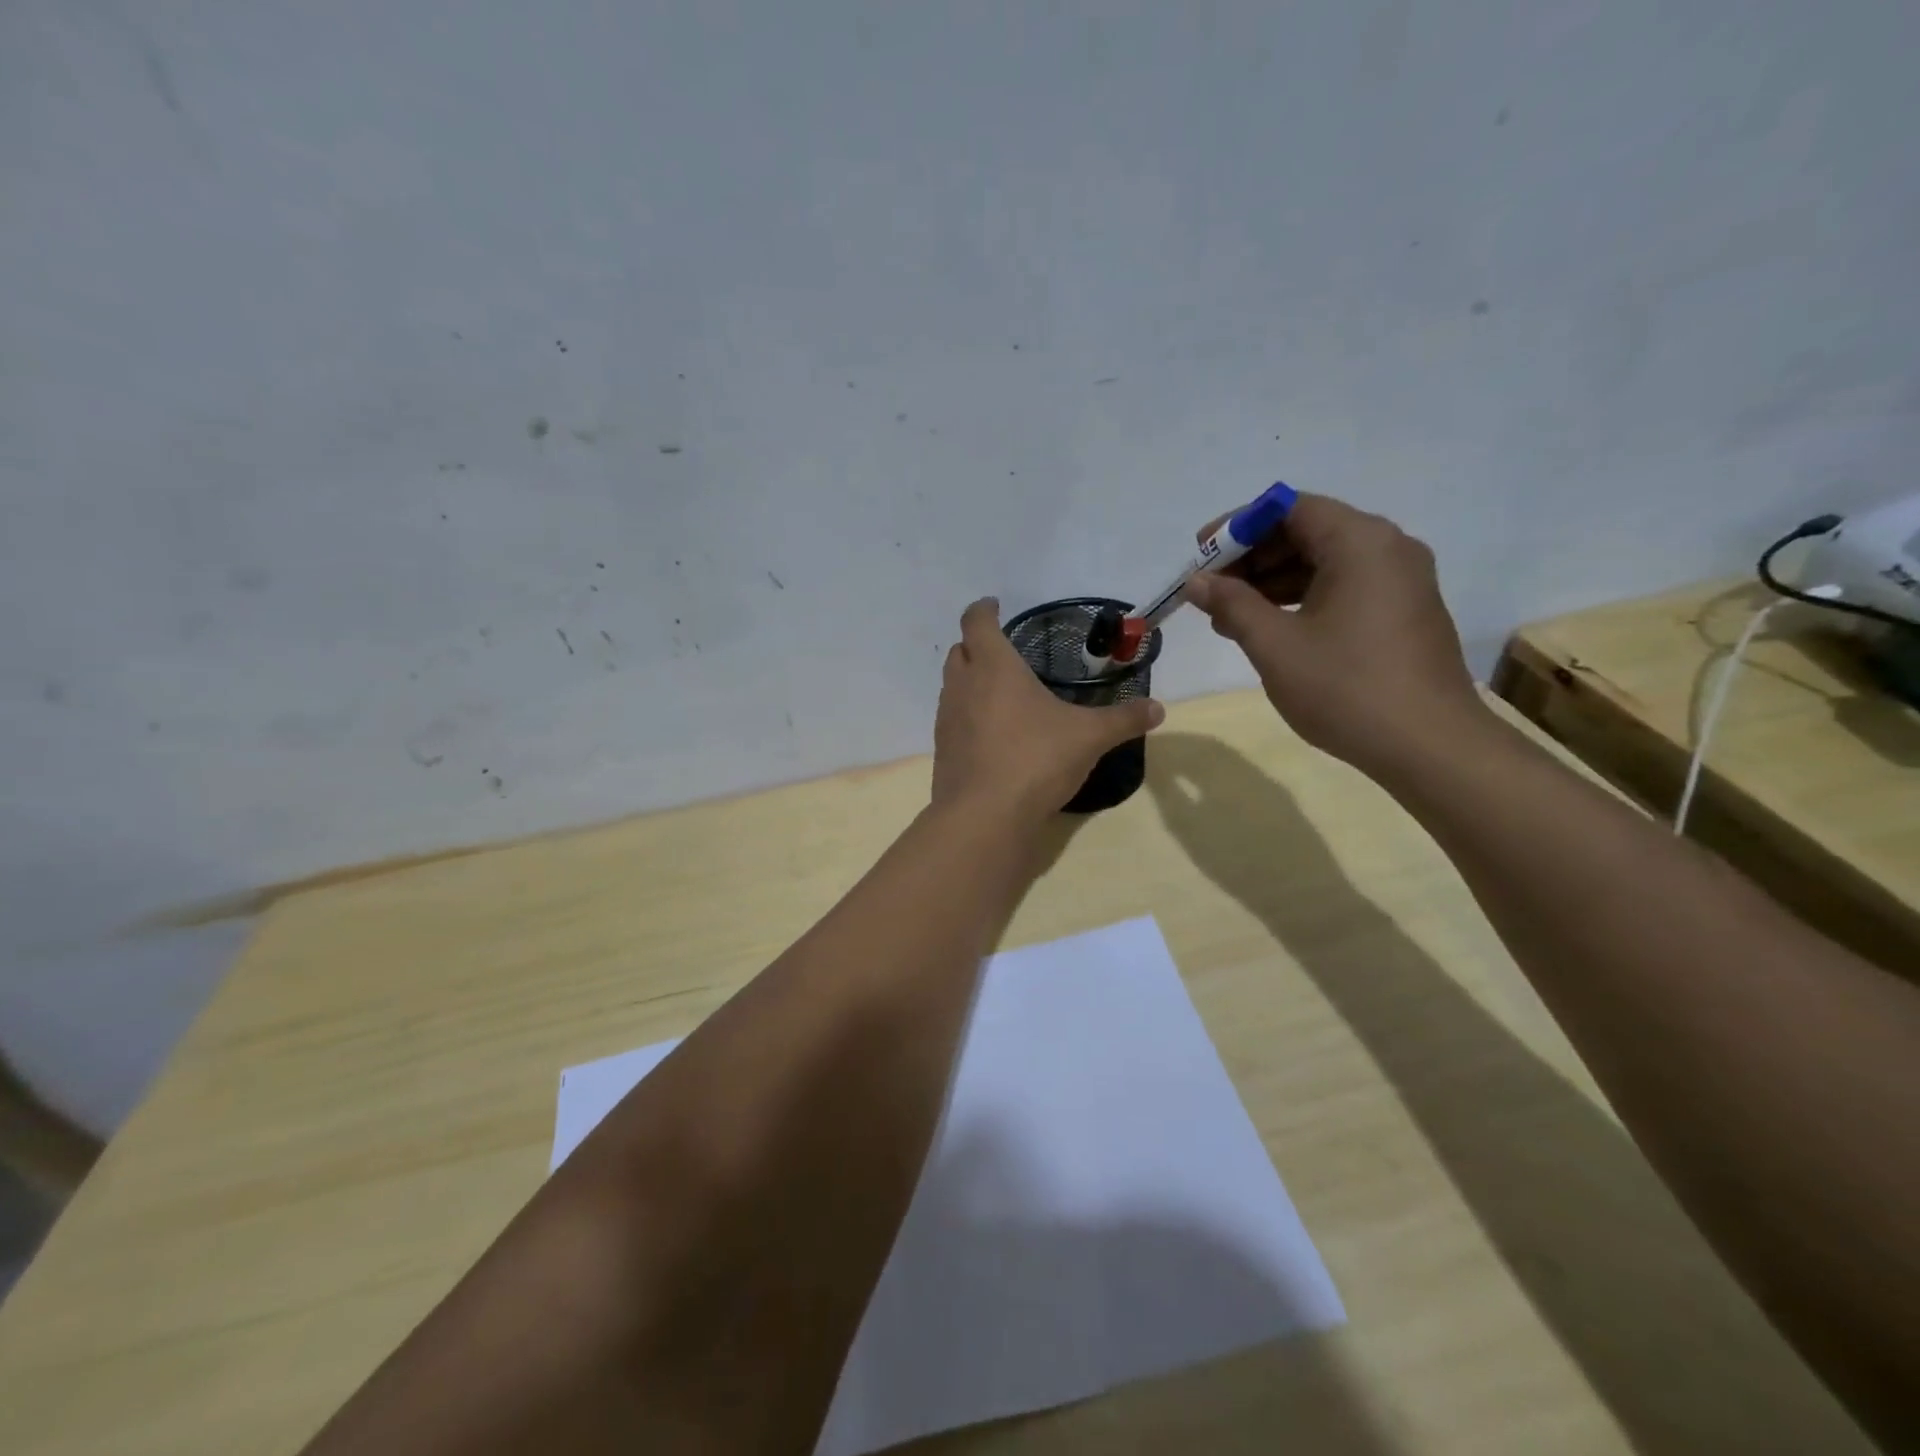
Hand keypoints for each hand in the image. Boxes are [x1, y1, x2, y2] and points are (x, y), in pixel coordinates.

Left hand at [933, 598, 1164, 817]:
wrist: (984, 817)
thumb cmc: (1036, 760)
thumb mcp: (1088, 737)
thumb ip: (1123, 720)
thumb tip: (1158, 709)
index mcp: (994, 667)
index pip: (976, 621)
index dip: (983, 609)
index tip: (994, 606)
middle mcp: (963, 686)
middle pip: (959, 651)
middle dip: (976, 645)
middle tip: (1003, 651)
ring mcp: (947, 720)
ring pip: (952, 685)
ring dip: (970, 680)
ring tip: (1000, 692)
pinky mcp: (943, 751)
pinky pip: (953, 720)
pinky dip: (968, 715)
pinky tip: (993, 734)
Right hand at [1183, 494, 1482, 779]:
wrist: (1428, 746)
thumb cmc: (1346, 688)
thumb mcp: (1275, 645)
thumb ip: (1232, 604)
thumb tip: (1197, 581)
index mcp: (1360, 542)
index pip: (1288, 509)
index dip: (1237, 527)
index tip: (1199, 555)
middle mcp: (1387, 548)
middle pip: (1307, 531)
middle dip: (1252, 557)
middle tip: (1209, 590)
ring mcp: (1400, 580)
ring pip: (1323, 561)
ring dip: (1272, 581)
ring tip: (1227, 616)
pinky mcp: (1403, 611)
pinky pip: (1343, 586)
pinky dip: (1301, 598)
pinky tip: (1268, 628)